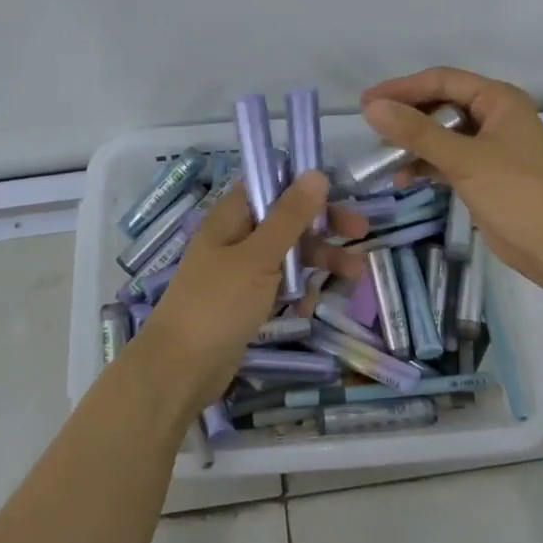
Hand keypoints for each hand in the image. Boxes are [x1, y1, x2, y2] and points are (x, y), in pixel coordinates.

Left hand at [137, 174, 369, 413]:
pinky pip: (278, 287)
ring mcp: (239, 272)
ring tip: (355, 276)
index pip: (271, 186)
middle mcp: (235, 238)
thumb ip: (289, 216)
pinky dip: (296, 292)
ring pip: (287, 256)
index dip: (304, 188)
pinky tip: (307, 308)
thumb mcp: (259, 256)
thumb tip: (315, 173)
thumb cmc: (218, 304)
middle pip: (286, 221)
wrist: (180, 369)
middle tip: (361, 234)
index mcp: (231, 217)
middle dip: (323, 228)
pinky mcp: (244, 302)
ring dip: (319, 262)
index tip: (339, 196)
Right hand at [360, 67, 542, 288]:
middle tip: (371, 127)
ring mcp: (490, 146)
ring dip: (414, 143)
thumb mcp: (464, 159)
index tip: (367, 102)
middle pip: (441, 105)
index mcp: (499, 100)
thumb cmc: (516, 194)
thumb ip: (417, 132)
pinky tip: (404, 178)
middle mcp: (495, 116)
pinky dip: (426, 165)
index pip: (443, 80)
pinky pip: (447, 159)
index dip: (403, 88)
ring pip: (442, 134)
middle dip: (407, 116)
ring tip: (384, 158)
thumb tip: (372, 108)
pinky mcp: (484, 174)